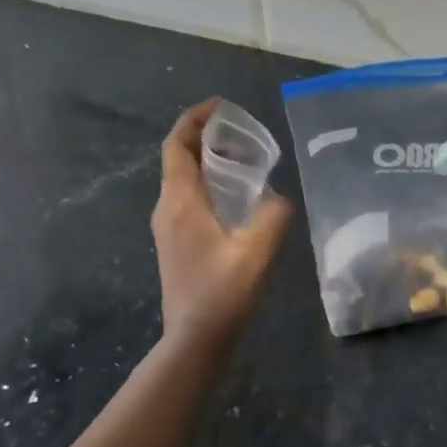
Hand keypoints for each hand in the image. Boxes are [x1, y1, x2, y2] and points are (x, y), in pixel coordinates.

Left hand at [153, 99, 292, 344]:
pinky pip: (186, 195)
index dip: (194, 119)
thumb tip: (279, 197)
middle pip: (178, 157)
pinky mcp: (174, 241)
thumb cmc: (222, 293)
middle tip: (237, 127)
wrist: (194, 342)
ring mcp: (167, 226)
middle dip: (203, 135)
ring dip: (204, 158)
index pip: (177, 145)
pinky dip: (205, 180)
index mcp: (180, 202)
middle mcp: (167, 208)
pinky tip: (233, 193)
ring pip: (181, 177)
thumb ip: (272, 215)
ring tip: (240, 154)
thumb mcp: (256, 251)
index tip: (220, 105)